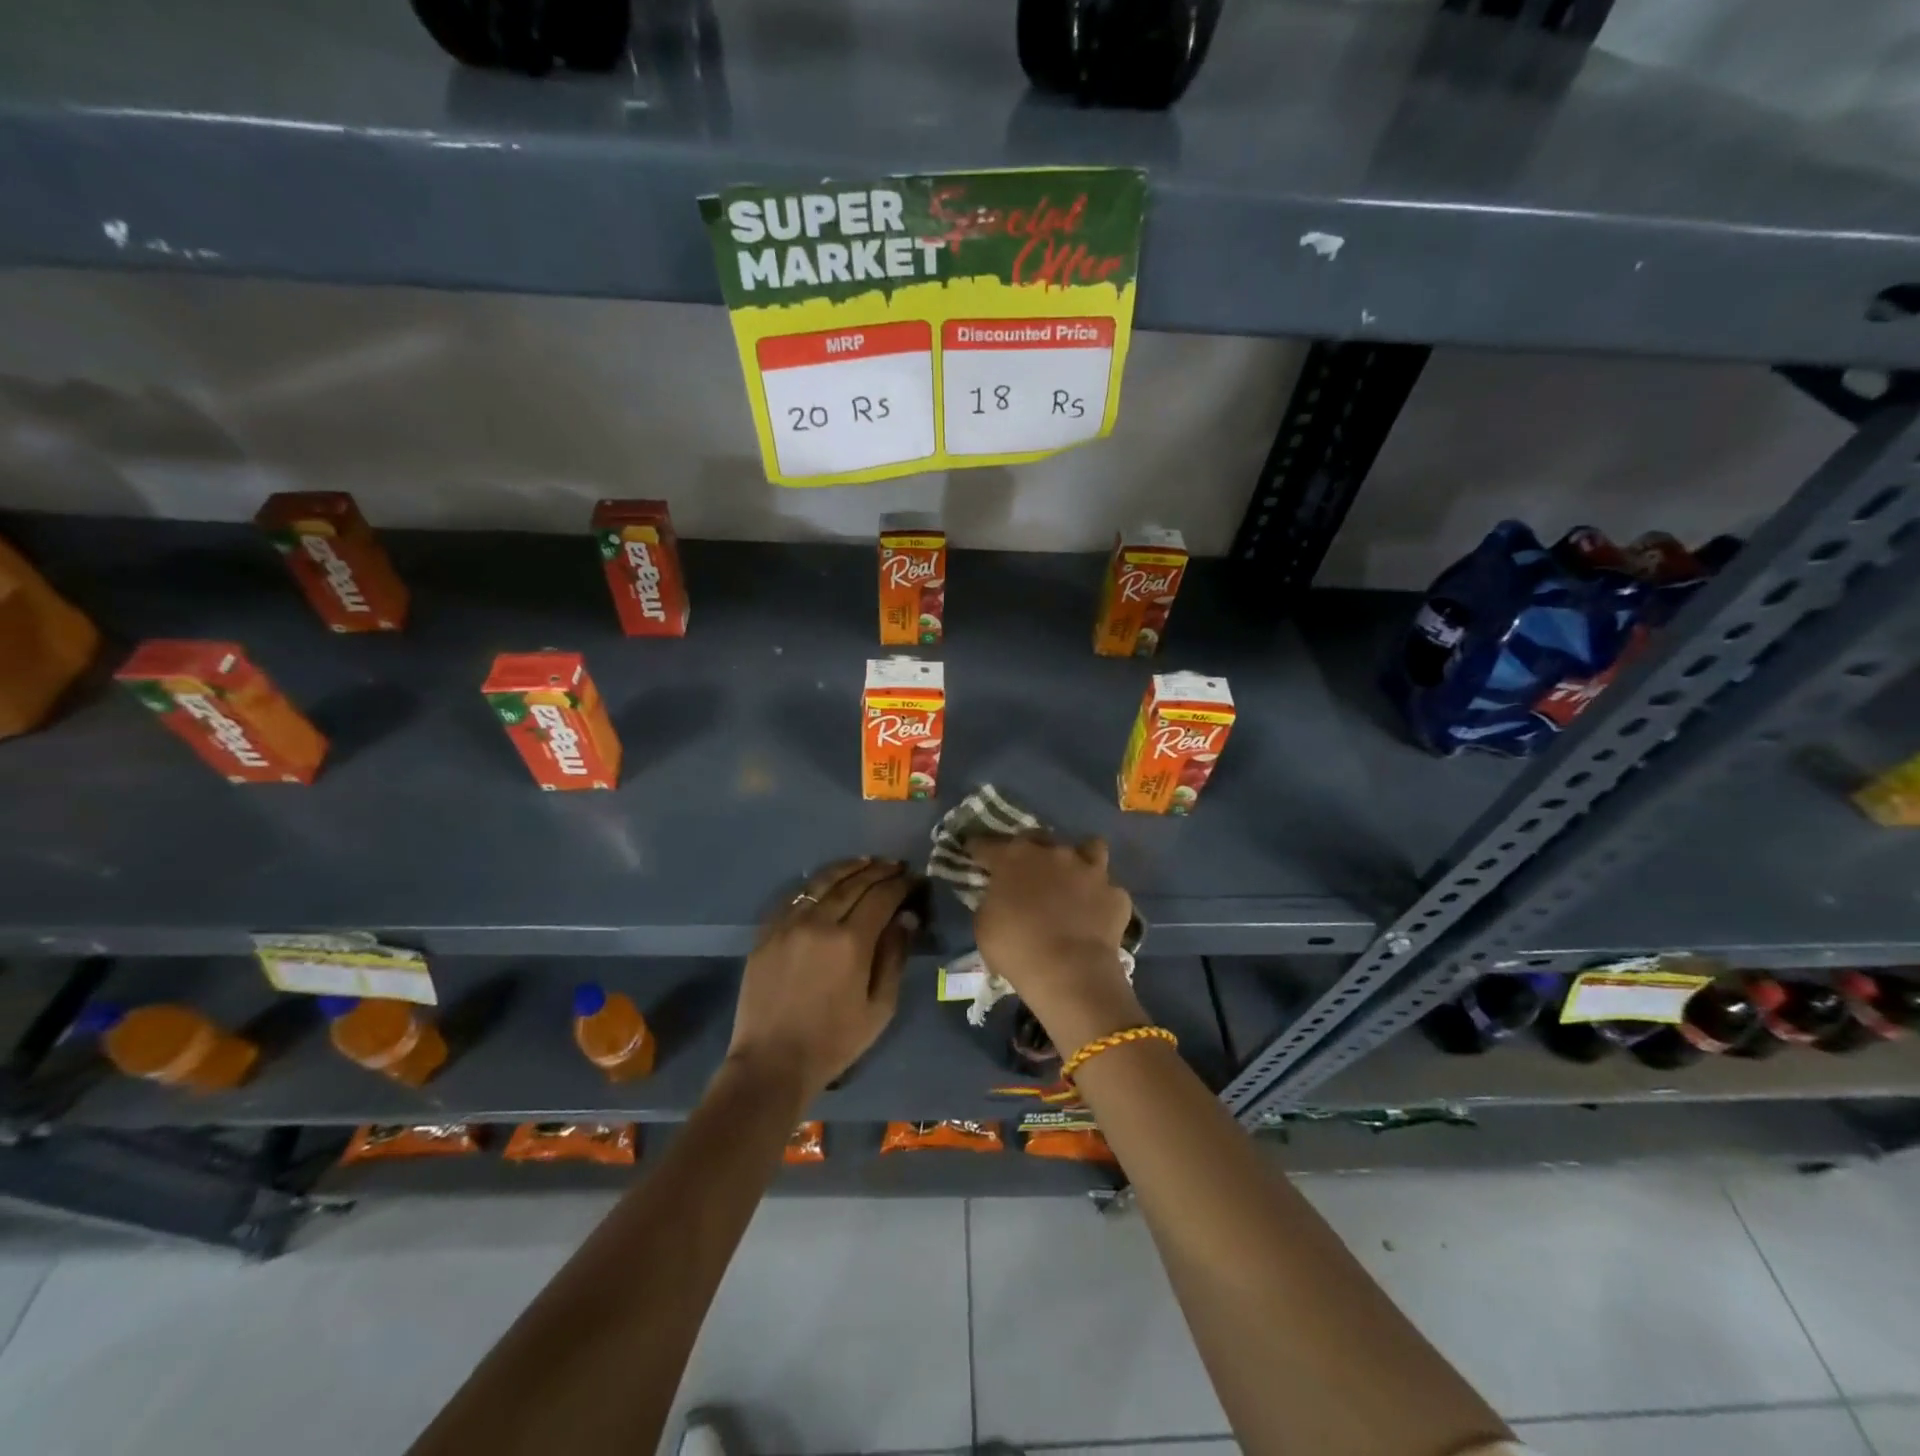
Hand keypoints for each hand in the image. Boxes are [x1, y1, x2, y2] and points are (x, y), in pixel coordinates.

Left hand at [726, 858, 919, 1099]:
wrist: (771, 1063)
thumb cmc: (834, 1041)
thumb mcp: (879, 1007)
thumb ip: (895, 957)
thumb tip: (906, 919)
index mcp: (851, 941)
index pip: (881, 896)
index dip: (901, 884)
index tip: (914, 880)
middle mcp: (819, 922)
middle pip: (853, 883)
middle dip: (879, 871)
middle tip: (896, 866)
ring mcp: (788, 924)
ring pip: (821, 882)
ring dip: (848, 869)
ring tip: (867, 863)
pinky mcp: (767, 933)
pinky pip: (795, 897)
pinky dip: (816, 885)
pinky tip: (828, 883)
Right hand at [970, 835, 1144, 1051]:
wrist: (1070, 972)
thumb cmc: (1016, 948)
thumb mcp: (984, 925)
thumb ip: (991, 900)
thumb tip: (999, 895)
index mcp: (1013, 857)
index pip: (987, 844)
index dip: (978, 849)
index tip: (973, 853)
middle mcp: (1053, 853)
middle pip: (1038, 839)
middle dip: (1030, 849)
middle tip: (1026, 870)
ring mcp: (1089, 870)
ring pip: (1089, 848)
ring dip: (1079, 860)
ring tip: (1074, 878)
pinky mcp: (1115, 893)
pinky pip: (1108, 889)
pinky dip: (1101, 898)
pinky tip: (1096, 913)